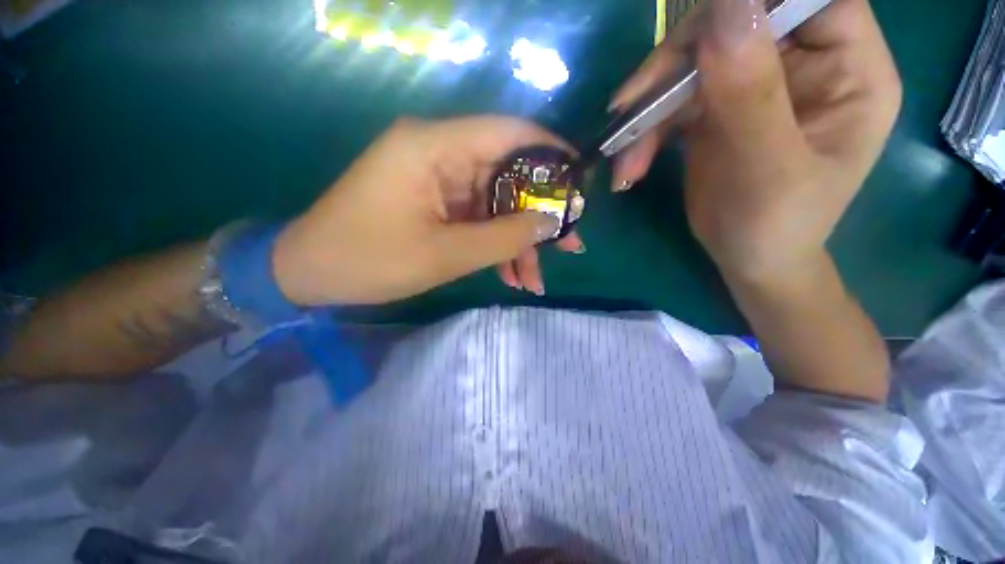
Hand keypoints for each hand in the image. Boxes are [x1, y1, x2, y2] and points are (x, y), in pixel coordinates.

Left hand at [272, 116, 579, 305]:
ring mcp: (437, 180)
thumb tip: (551, 221)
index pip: (509, 134)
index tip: (580, 185)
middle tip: (569, 246)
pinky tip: (509, 276)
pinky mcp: (435, 202)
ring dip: (516, 242)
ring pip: (495, 205)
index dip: (551, 156)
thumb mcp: (446, 254)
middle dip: (538, 217)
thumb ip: (504, 237)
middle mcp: (438, 153)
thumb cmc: (369, 260)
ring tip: (534, 279)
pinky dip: (495, 247)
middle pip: (507, 176)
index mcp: (434, 147)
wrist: (311, 274)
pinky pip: (477, 219)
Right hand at [609, 0, 901, 279]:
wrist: (749, 259)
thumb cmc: (775, 226)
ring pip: (694, 65)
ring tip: (623, 160)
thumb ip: (752, 91)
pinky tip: (629, 168)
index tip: (701, 33)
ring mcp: (756, 86)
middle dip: (678, 63)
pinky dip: (646, 134)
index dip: (756, 2)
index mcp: (849, 69)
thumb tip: (726, 7)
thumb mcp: (768, 167)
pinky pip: (674, 103)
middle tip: (630, 105)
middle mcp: (804, 65)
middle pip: (738, 24)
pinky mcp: (718, 111)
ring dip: (649, 111)